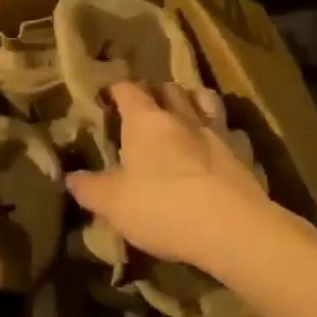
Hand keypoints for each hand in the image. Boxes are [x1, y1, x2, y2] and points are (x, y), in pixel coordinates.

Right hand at [66, 81, 282, 273]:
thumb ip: (90, 188)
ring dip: (193, 102)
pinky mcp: (244, 154)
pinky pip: (232, 133)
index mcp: (146, 121)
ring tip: (184, 115)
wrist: (231, 228)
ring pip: (206, 101)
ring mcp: (218, 132)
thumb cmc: (161, 206)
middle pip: (169, 88)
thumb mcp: (113, 203)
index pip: (128, 90)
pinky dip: (223, 134)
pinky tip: (218, 149)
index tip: (107, 97)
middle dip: (156, 92)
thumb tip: (71, 178)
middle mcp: (182, 117)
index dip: (116, 90)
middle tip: (146, 106)